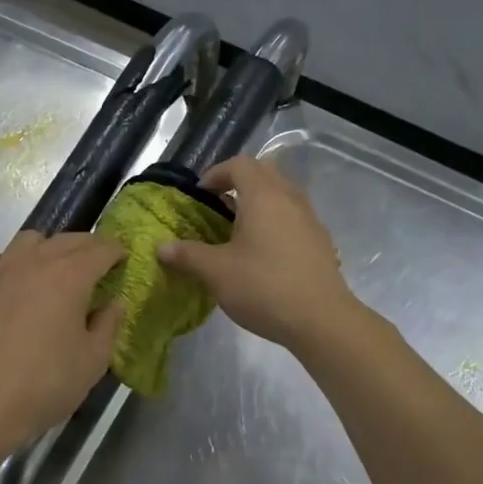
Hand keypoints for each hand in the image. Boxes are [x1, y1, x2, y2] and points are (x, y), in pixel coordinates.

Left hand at [0, 231, 125, 454]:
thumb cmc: (43, 385)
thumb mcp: (92, 362)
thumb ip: (108, 326)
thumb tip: (114, 303)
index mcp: (69, 277)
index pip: (100, 249)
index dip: (116, 251)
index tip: (124, 257)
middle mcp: (33, 264)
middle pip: (65, 240)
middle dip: (87, 246)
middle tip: (98, 263)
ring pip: (26, 241)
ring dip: (46, 247)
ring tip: (53, 268)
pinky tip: (3, 277)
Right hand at [156, 155, 357, 350]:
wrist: (321, 319)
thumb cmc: (263, 287)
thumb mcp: (216, 272)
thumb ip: (188, 255)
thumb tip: (161, 247)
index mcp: (263, 196)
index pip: (239, 164)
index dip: (216, 173)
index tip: (200, 194)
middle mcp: (290, 198)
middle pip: (264, 173)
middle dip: (239, 182)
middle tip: (218, 206)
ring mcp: (310, 219)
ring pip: (282, 195)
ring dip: (259, 203)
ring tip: (238, 230)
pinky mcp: (321, 241)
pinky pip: (294, 217)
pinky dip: (276, 222)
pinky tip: (264, 253)